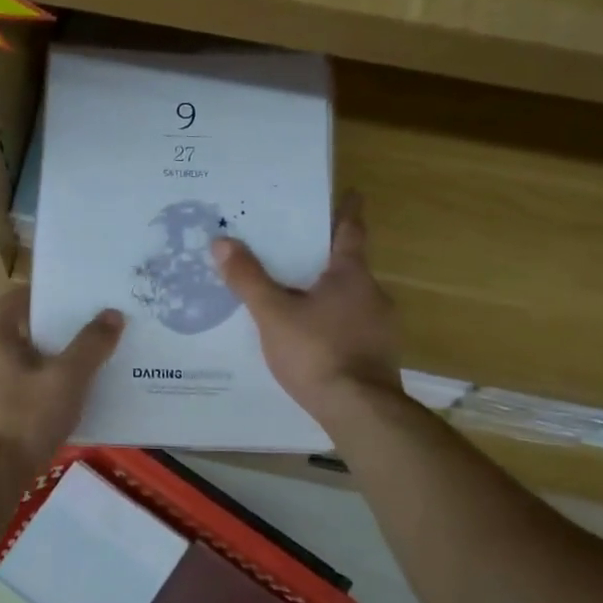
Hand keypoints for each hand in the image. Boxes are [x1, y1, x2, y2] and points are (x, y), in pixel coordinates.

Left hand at [0, 288, 123, 480]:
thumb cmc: (26, 418)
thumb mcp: (67, 379)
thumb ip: (91, 346)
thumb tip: (112, 313)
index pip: (8, 304)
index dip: (31, 293)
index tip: (60, 293)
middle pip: (19, 336)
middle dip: (51, 331)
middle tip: (86, 329)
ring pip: (22, 368)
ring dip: (50, 364)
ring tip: (86, 367)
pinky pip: (23, 396)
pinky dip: (44, 394)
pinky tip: (69, 407)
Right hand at [213, 191, 401, 425]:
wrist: (360, 410)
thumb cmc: (317, 352)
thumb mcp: (274, 314)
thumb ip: (248, 279)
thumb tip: (221, 241)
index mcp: (351, 275)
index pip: (351, 231)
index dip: (347, 211)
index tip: (350, 192)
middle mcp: (373, 294)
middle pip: (350, 266)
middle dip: (327, 258)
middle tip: (299, 251)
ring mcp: (381, 327)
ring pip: (351, 300)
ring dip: (329, 294)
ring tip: (298, 298)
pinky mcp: (378, 356)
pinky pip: (352, 328)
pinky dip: (333, 324)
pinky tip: (312, 339)